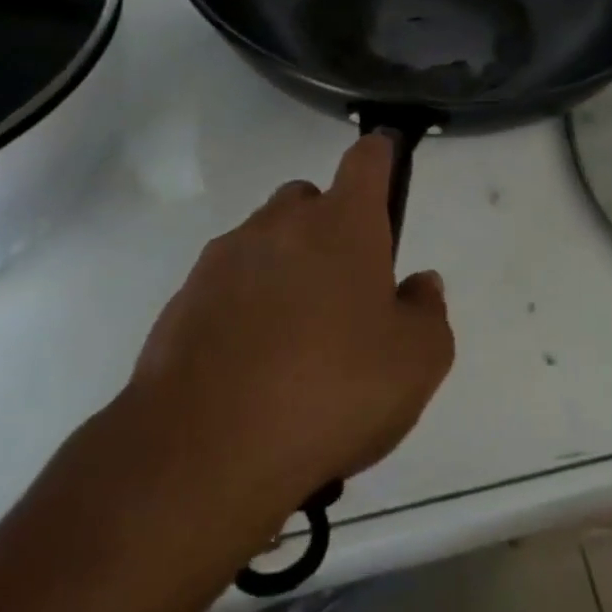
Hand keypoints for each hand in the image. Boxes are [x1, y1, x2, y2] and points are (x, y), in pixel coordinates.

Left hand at [115, 135, 453, 524]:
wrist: (203, 453)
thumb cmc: (331, 392)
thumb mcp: (417, 363)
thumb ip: (428, 311)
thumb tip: (418, 283)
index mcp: (343, 223)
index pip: (368, 158)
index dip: (382, 158)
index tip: (388, 177)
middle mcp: (282, 223)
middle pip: (311, 199)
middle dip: (330, 228)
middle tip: (344, 291)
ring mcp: (225, 257)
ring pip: (266, 240)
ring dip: (285, 269)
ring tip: (295, 341)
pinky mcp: (183, 298)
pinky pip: (227, 284)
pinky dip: (244, 306)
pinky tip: (252, 366)